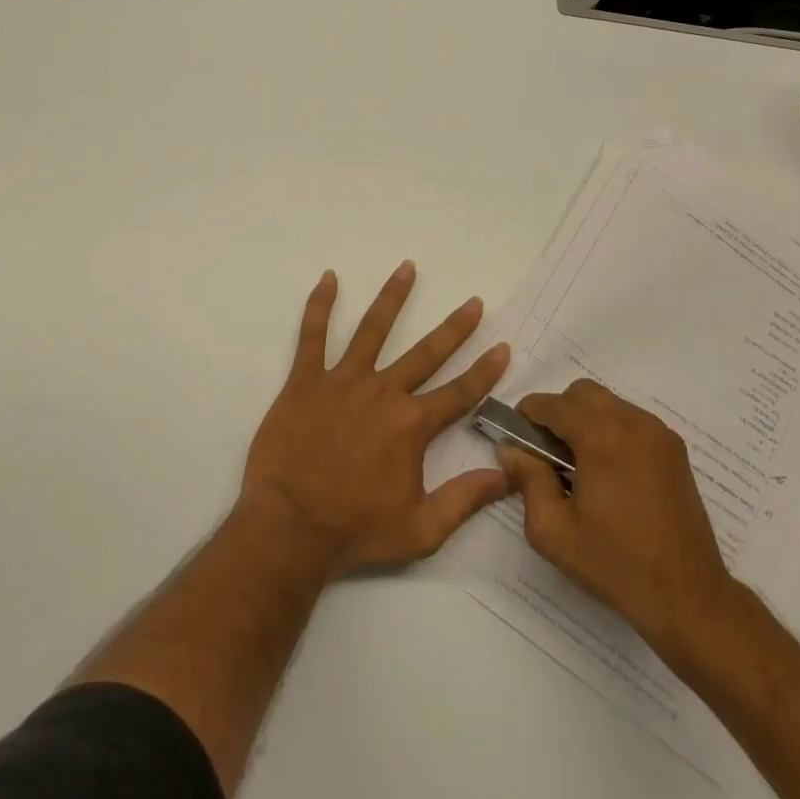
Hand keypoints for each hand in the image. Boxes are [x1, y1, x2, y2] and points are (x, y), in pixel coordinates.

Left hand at [240, 263, 511, 578]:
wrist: (290, 528)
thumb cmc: (355, 530)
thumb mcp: (422, 530)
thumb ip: (466, 499)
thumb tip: (508, 474)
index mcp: (411, 425)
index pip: (459, 392)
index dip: (484, 371)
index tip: (502, 346)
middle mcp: (383, 392)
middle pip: (426, 352)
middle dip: (454, 327)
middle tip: (473, 302)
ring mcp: (343, 381)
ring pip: (373, 329)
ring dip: (393, 298)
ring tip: (407, 268)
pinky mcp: (306, 380)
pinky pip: (312, 335)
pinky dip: (320, 305)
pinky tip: (328, 278)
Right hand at [495, 379, 742, 657]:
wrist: (689, 596)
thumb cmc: (615, 564)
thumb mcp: (553, 530)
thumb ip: (527, 480)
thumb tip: (511, 448)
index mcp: (601, 438)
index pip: (551, 403)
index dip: (527, 416)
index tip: (519, 441)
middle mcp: (632, 423)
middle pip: (581, 393)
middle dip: (558, 413)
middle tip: (550, 454)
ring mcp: (658, 433)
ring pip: (608, 403)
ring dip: (586, 420)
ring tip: (581, 466)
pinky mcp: (674, 449)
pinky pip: (631, 420)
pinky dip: (612, 430)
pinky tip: (610, 473)